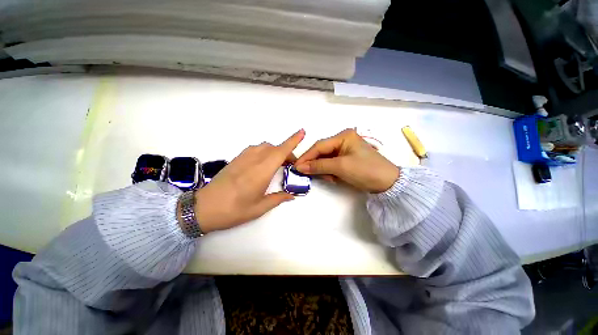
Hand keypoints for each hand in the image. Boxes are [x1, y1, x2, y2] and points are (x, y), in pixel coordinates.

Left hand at [192, 129, 304, 232]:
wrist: (202, 208)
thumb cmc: (233, 210)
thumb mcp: (259, 208)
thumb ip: (278, 198)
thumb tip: (292, 195)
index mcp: (261, 172)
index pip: (281, 152)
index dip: (293, 141)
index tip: (302, 132)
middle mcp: (253, 160)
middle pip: (275, 148)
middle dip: (286, 153)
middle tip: (290, 166)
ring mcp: (243, 157)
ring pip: (264, 146)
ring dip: (275, 151)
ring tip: (278, 164)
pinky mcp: (236, 159)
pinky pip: (255, 149)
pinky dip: (264, 151)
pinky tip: (263, 164)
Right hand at [295, 129, 398, 192]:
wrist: (388, 183)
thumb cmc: (365, 170)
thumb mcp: (340, 167)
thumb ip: (319, 166)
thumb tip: (299, 167)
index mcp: (343, 136)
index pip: (319, 146)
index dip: (306, 157)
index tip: (296, 167)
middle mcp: (343, 140)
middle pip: (322, 152)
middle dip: (316, 164)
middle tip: (308, 175)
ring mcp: (345, 150)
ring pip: (326, 159)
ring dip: (324, 169)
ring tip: (330, 178)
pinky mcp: (347, 159)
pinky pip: (332, 164)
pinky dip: (330, 172)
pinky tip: (335, 178)